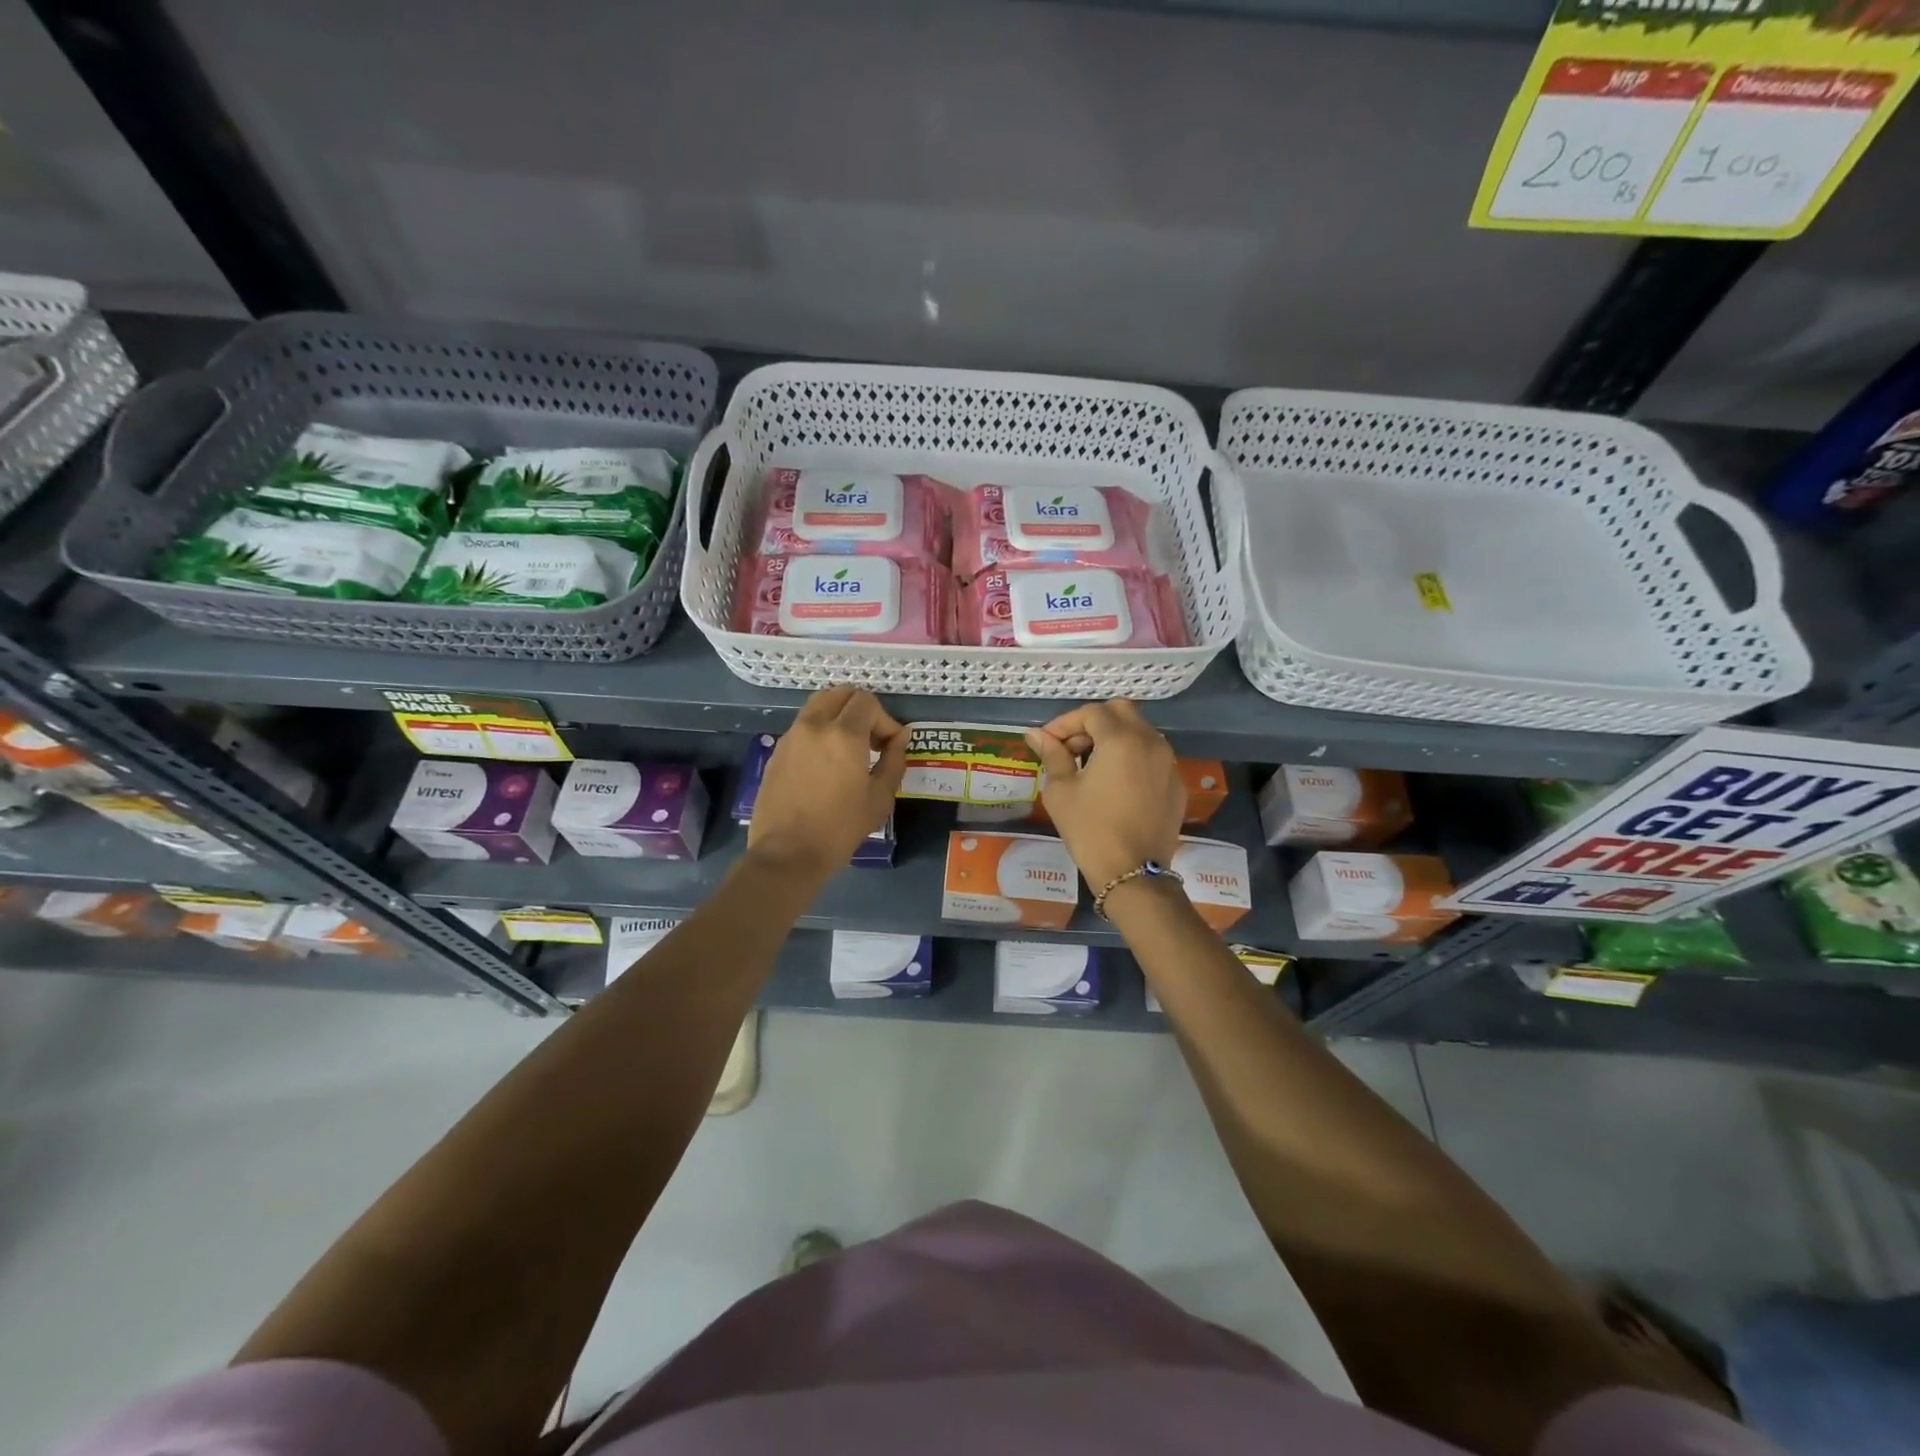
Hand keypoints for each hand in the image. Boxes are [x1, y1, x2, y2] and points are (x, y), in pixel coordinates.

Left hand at [747, 687, 906, 882]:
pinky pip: (803, 726)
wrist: (787, 854)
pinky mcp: (777, 751)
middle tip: (872, 739)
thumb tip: (900, 737)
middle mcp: (814, 725)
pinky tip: (826, 763)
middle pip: (840, 694)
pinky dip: (820, 730)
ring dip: (839, 716)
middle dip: (861, 709)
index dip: (885, 719)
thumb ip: (894, 760)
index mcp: (843, 734)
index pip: (867, 701)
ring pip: (818, 706)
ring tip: (849, 748)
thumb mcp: (880, 798)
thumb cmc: (840, 828)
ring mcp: (791, 736)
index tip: (890, 746)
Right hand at [1026, 700, 1183, 891]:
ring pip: (1141, 732)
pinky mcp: (1176, 784)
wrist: (1132, 874)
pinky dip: (1133, 758)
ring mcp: (1169, 763)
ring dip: (1114, 738)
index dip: (1065, 723)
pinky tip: (1116, 784)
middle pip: (1121, 712)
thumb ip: (1052, 755)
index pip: (1091, 713)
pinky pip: (1153, 757)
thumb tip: (1036, 735)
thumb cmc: (1090, 830)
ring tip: (1091, 765)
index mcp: (1121, 739)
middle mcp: (1151, 742)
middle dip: (1093, 723)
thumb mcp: (1061, 791)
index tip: (1047, 742)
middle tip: (1071, 747)